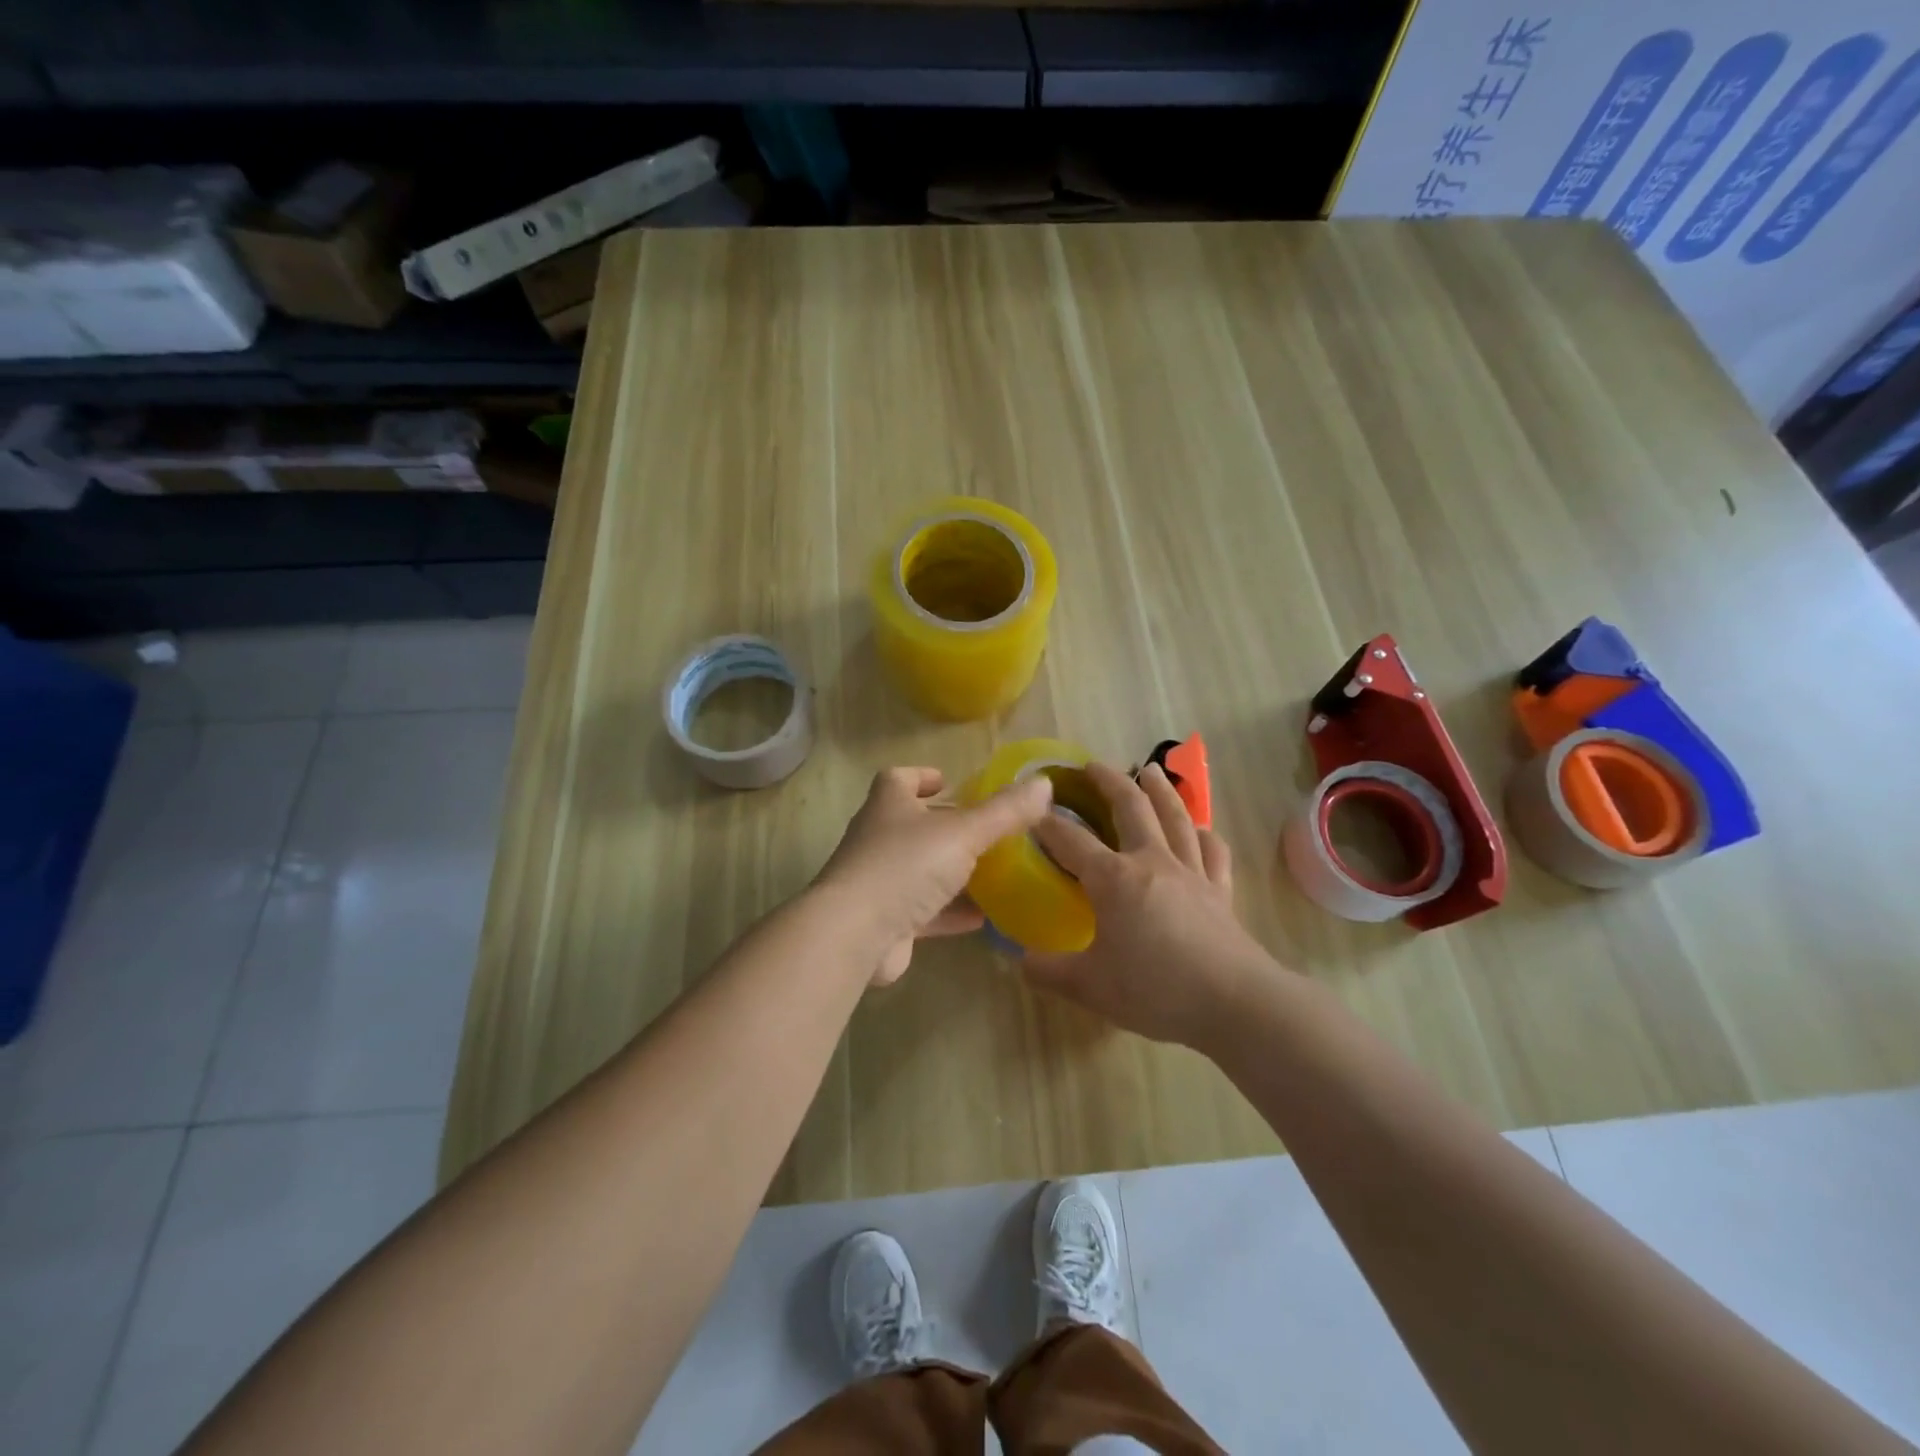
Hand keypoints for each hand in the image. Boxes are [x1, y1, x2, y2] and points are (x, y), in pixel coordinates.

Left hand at [814, 766, 1052, 985]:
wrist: (855, 934)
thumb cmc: (905, 866)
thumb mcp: (963, 832)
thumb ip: (1004, 811)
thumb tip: (1043, 783)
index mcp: (889, 805)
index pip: (898, 779)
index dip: (921, 776)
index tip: (947, 781)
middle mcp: (879, 838)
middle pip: (912, 824)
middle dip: (945, 826)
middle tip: (984, 830)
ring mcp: (878, 881)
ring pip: (918, 870)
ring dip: (950, 871)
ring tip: (991, 873)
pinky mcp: (885, 921)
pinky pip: (923, 911)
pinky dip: (950, 912)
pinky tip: (982, 919)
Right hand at [1024, 762, 1274, 1048]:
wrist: (1234, 1002)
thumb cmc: (1156, 990)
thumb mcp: (1090, 987)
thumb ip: (1050, 972)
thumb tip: (1021, 962)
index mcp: (1114, 879)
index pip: (1072, 841)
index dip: (1049, 824)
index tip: (1033, 811)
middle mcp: (1152, 862)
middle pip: (1131, 808)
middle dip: (1109, 782)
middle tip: (1093, 766)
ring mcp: (1191, 872)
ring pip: (1175, 818)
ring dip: (1160, 791)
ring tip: (1151, 770)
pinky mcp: (1220, 891)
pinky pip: (1213, 852)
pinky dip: (1205, 835)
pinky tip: (1202, 829)